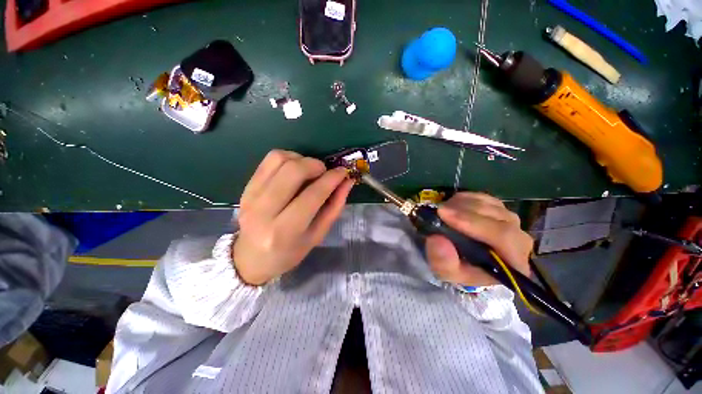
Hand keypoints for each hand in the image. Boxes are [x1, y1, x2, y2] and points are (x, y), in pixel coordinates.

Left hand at [233, 150, 353, 284]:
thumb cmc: (290, 252)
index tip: (343, 172)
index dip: (332, 179)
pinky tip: (294, 170)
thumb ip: (335, 206)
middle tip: (324, 173)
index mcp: (285, 230)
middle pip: (293, 170)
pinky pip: (269, 160)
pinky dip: (288, 158)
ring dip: (301, 159)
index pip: (313, 195)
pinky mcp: (246, 187)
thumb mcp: (318, 235)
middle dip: (316, 165)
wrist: (251, 258)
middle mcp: (264, 211)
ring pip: (279, 159)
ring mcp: (251, 196)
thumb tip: (347, 181)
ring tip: (309, 172)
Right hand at [425, 193, 532, 286]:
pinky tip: (452, 205)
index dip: (474, 223)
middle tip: (439, 210)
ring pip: (490, 205)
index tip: (444, 214)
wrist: (460, 259)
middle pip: (499, 217)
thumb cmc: (457, 267)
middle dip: (465, 211)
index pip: (503, 238)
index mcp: (514, 263)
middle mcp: (519, 240)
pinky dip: (465, 198)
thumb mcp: (445, 271)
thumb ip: (443, 262)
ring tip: (443, 210)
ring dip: (463, 204)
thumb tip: (438, 240)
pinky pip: (484, 197)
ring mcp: (511, 221)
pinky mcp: (499, 209)